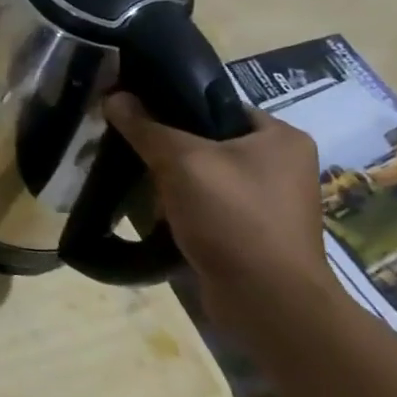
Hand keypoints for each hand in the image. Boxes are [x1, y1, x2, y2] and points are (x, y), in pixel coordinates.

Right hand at [104, 91, 337, 330]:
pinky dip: (183, 207)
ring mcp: (270, 202)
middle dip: (168, 147)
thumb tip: (113, 96)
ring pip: (205, 175)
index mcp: (281, 137)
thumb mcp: (181, 162)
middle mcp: (283, 165)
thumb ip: (145, 127)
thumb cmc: (232, 217)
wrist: (266, 300)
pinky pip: (209, 205)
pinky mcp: (253, 232)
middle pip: (208, 140)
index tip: (134, 113)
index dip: (173, 105)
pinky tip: (156, 213)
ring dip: (172, 180)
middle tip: (130, 147)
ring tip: (137, 181)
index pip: (217, 105)